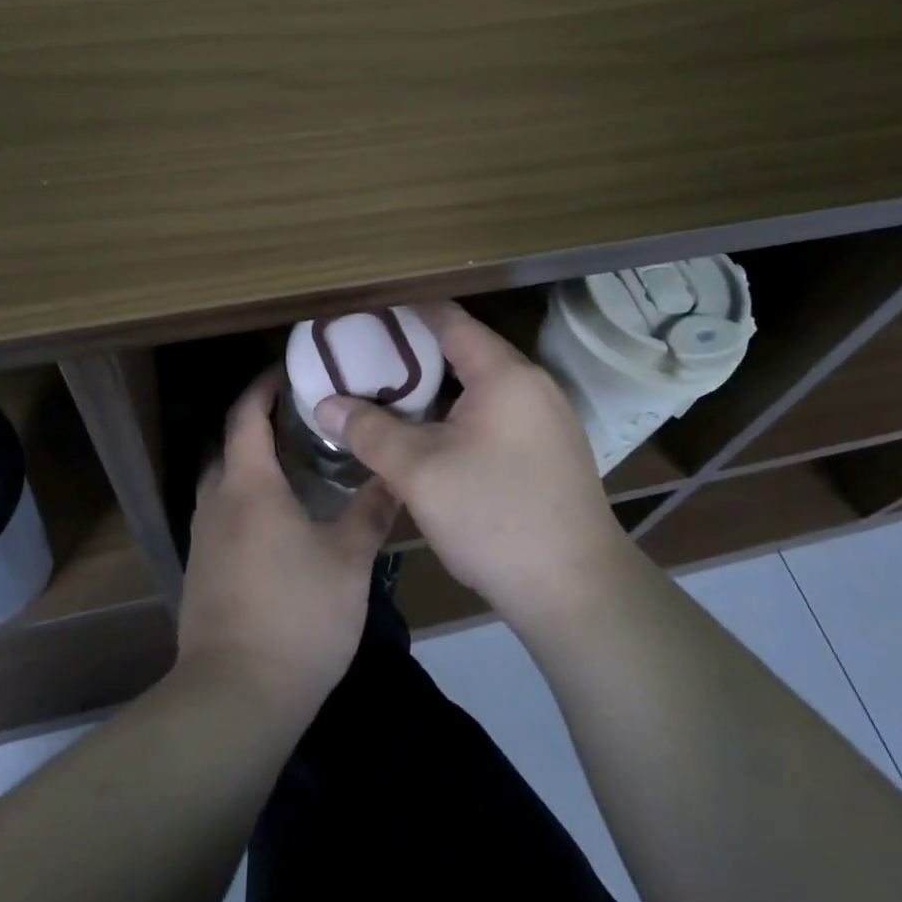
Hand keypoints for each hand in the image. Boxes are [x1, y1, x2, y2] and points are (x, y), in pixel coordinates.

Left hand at [176, 369, 397, 727]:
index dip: (263, 387)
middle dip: (258, 424)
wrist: (235, 697)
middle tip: (303, 418)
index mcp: (249, 487)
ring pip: (224, 484)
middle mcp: (217, 504)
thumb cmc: (297, 616)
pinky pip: (223, 516)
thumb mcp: (348, 560)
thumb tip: (395, 475)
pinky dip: (246, 501)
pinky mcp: (201, 573)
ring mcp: (203, 540)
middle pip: (230, 446)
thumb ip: (371, 511)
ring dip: (251, 465)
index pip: (246, 417)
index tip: (288, 370)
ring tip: (296, 465)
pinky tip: (280, 522)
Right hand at [313, 301, 633, 629]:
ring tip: (389, 393)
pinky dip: (459, 412)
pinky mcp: (549, 451)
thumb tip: (325, 405)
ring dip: (437, 387)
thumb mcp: (419, 472)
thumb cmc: (493, 517)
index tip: (365, 309)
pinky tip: (430, 435)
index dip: (405, 310)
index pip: (449, 320)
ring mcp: (546, 419)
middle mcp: (532, 385)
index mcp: (504, 374)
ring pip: (481, 386)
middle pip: (466, 350)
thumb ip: (370, 431)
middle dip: (414, 351)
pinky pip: (496, 413)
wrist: (576, 591)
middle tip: (365, 356)